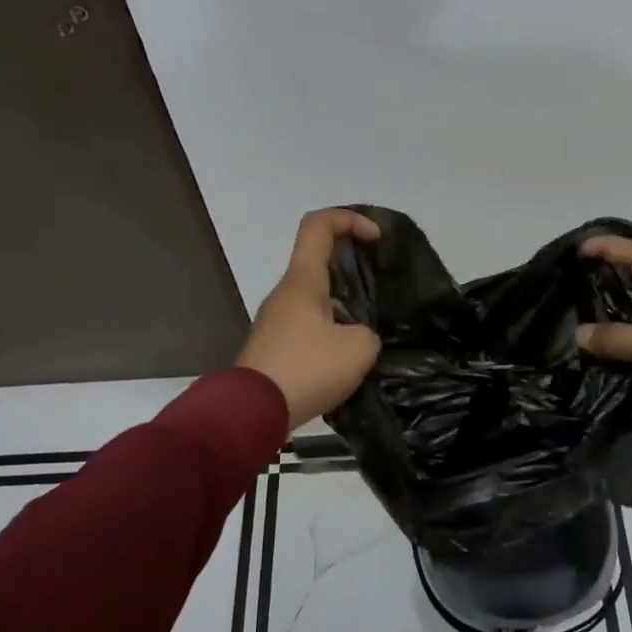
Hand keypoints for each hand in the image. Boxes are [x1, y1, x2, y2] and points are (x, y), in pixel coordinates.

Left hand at [238, 209, 381, 431]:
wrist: (250, 413)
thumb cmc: (305, 369)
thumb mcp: (358, 349)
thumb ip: (368, 333)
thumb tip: (358, 337)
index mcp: (303, 280)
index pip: (319, 224)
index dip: (350, 218)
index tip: (376, 238)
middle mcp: (285, 292)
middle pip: (318, 259)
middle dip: (353, 264)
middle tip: (381, 286)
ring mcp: (276, 319)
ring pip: (314, 294)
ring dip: (343, 301)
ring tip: (370, 327)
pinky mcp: (274, 345)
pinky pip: (308, 322)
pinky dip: (331, 326)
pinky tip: (348, 354)